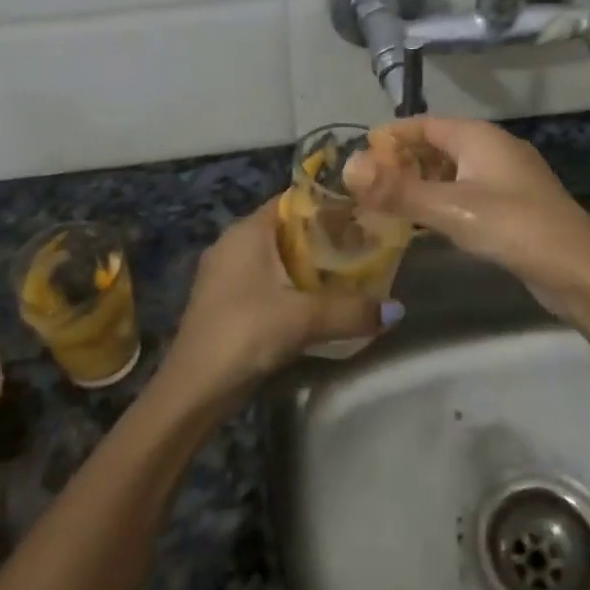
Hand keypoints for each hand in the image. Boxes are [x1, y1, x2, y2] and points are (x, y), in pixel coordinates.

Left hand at [159, 201, 383, 401]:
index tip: (363, 213)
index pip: (293, 200)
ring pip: (277, 256)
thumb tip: (397, 310)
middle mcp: (234, 243)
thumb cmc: (244, 333)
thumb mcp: (303, 319)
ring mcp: (226, 272)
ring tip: (349, 273)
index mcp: (247, 231)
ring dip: (308, 264)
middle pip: (287, 228)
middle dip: (324, 236)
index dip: (328, 203)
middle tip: (364, 246)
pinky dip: (291, 284)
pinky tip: (316, 302)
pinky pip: (266, 279)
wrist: (192, 389)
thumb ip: (351, 311)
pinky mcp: (225, 299)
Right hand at [344, 116, 589, 320]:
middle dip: (402, 161)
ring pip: (452, 169)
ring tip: (387, 204)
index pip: (422, 123)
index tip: (358, 159)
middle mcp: (492, 148)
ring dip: (421, 182)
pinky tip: (425, 222)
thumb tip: (347, 167)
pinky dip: (441, 199)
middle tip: (368, 187)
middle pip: (437, 144)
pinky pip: (466, 190)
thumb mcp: (450, 209)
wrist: (580, 271)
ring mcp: (506, 176)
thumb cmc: (513, 228)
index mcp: (478, 136)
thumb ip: (398, 190)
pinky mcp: (512, 203)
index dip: (389, 138)